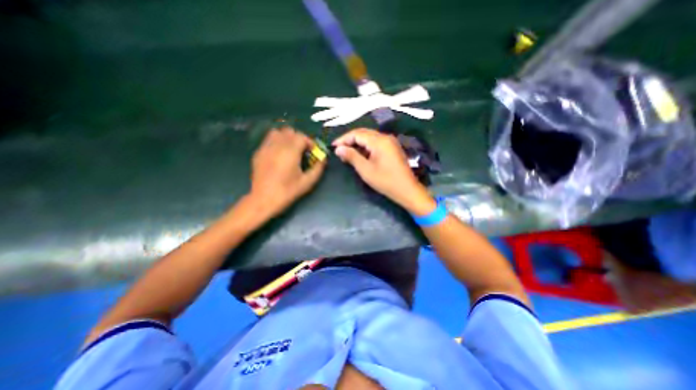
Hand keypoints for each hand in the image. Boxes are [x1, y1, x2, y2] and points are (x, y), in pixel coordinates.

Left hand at [248, 126, 327, 217]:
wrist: (263, 200)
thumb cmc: (287, 192)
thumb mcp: (307, 182)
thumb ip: (318, 168)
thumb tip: (323, 159)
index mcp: (290, 152)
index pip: (301, 136)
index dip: (309, 142)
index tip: (312, 152)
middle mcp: (277, 145)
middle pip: (290, 131)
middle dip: (299, 138)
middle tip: (302, 151)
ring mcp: (265, 148)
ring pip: (277, 132)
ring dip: (286, 138)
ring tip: (290, 150)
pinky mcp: (258, 153)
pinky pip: (268, 140)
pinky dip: (276, 142)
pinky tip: (279, 155)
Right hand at [331, 128, 433, 214]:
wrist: (407, 190)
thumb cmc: (386, 181)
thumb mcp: (366, 170)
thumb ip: (352, 156)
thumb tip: (338, 149)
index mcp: (379, 141)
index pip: (357, 133)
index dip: (343, 139)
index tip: (333, 147)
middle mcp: (385, 137)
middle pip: (363, 133)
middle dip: (350, 140)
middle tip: (339, 150)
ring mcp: (390, 142)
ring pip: (370, 138)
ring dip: (357, 143)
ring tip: (347, 153)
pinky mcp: (392, 148)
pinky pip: (376, 143)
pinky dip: (366, 147)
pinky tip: (360, 154)